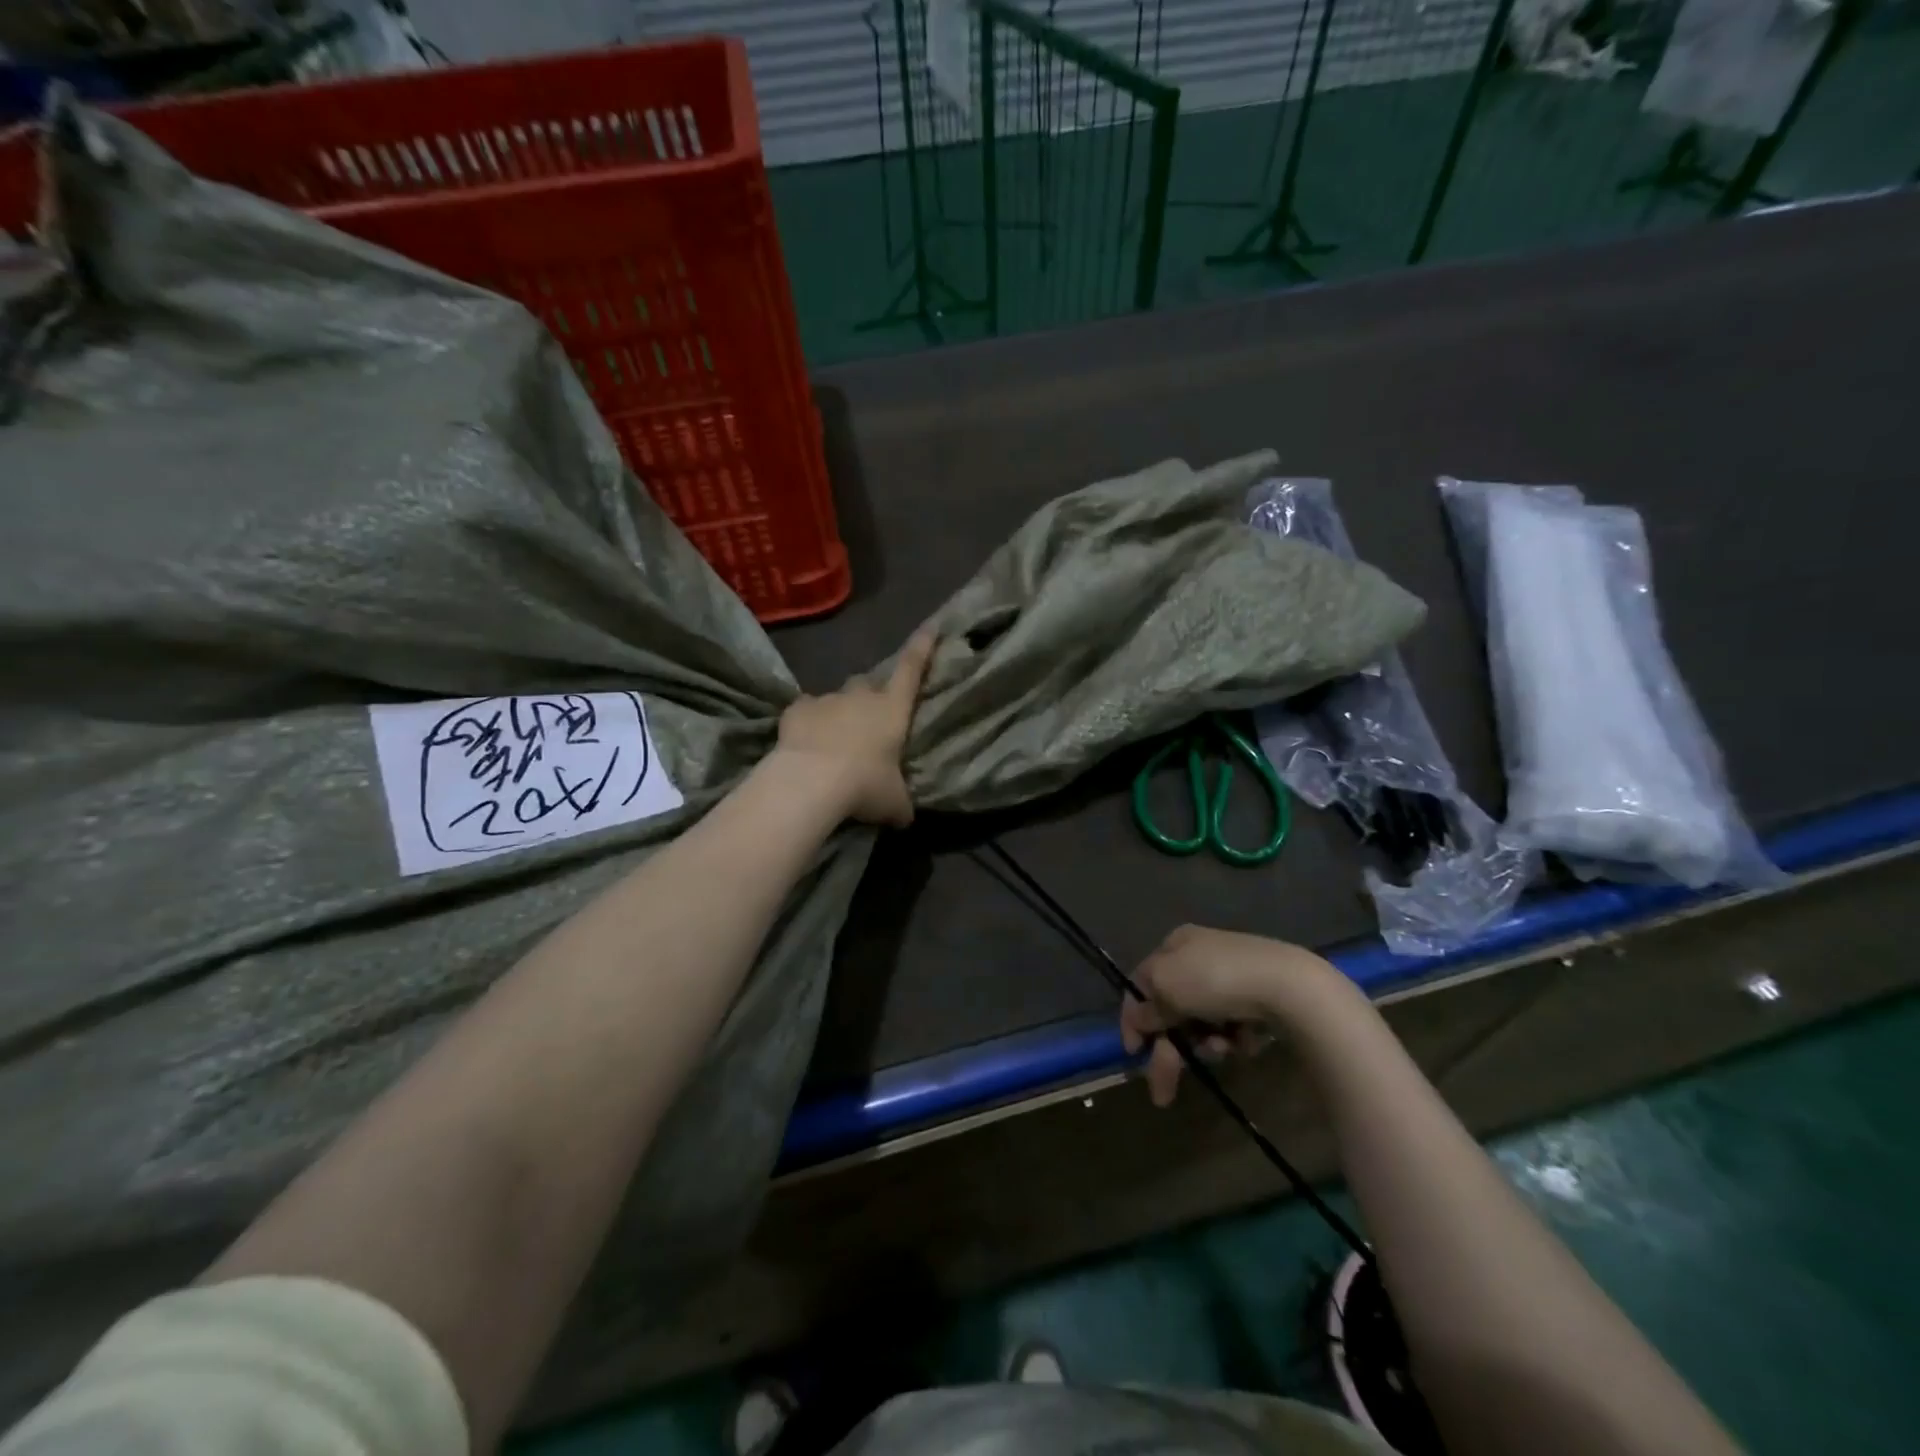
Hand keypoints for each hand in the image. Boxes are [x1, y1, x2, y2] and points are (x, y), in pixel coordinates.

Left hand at [777, 630, 936, 826]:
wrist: (811, 782)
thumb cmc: (864, 786)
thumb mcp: (893, 803)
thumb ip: (901, 805)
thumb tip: (905, 817)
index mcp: (892, 709)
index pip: (911, 670)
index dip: (922, 648)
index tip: (931, 627)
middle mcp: (861, 697)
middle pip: (867, 683)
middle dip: (869, 695)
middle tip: (867, 720)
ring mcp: (827, 699)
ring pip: (836, 698)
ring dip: (837, 713)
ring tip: (832, 741)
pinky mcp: (797, 709)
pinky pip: (806, 710)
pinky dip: (808, 721)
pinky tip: (805, 741)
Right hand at [1121, 926, 1343, 1105]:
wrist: (1289, 987)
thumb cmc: (1215, 979)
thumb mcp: (1166, 986)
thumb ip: (1147, 1006)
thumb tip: (1141, 1018)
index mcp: (1175, 944)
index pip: (1142, 982)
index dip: (1133, 1018)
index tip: (1133, 1053)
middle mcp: (1201, 955)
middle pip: (1173, 1008)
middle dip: (1169, 1049)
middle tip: (1163, 1093)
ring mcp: (1233, 977)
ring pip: (1203, 1021)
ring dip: (1204, 1044)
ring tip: (1221, 1052)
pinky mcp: (1260, 997)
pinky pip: (1233, 1025)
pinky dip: (1233, 1038)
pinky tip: (1243, 1042)